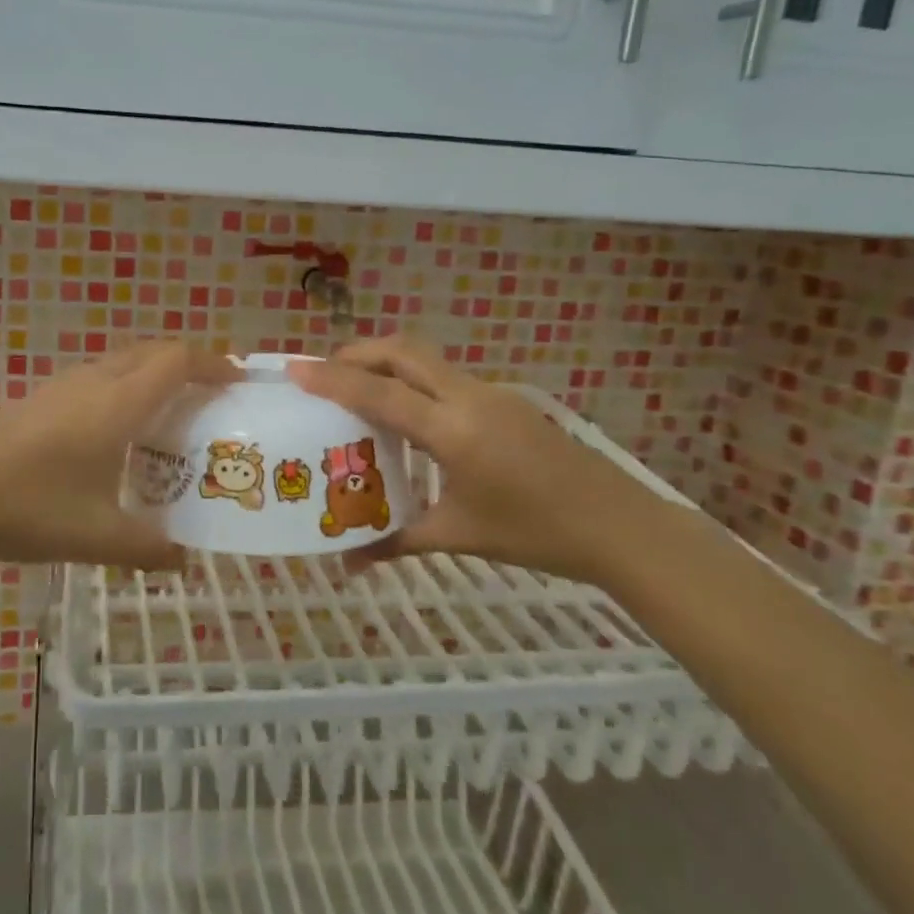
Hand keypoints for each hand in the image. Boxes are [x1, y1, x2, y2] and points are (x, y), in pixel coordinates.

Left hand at [0, 342, 238, 573]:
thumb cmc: (31, 507)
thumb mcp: (99, 536)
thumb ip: (149, 549)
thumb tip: (184, 562)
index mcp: (119, 402)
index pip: (178, 360)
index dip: (213, 364)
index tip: (238, 382)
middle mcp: (94, 381)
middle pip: (152, 351)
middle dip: (187, 365)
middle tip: (209, 398)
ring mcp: (61, 386)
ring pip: (120, 363)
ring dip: (151, 376)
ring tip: (167, 417)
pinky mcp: (37, 399)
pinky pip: (95, 379)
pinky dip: (121, 390)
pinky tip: (112, 436)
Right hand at [289, 337, 666, 583]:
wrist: (618, 526)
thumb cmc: (534, 533)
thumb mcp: (457, 536)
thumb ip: (396, 542)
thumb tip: (346, 562)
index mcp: (452, 430)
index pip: (380, 392)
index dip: (333, 378)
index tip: (295, 370)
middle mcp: (468, 397)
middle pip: (402, 351)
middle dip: (357, 353)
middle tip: (323, 373)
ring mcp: (491, 393)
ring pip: (425, 359)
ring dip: (385, 364)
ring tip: (355, 390)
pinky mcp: (504, 400)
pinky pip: (445, 378)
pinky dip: (412, 382)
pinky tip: (407, 418)